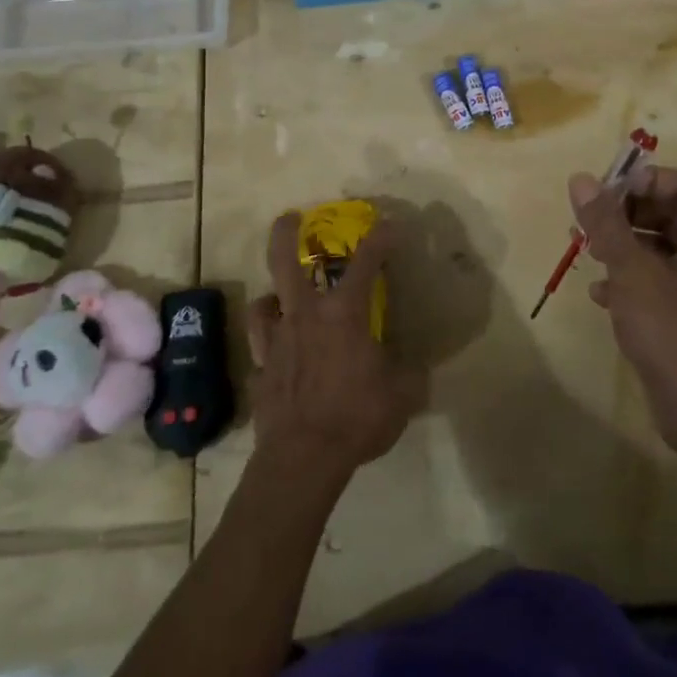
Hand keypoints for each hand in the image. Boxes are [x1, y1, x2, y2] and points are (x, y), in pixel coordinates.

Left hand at [246, 213, 414, 487]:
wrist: (302, 458)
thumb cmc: (356, 417)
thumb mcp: (401, 394)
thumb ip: (409, 373)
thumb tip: (415, 366)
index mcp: (342, 314)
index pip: (365, 263)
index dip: (381, 239)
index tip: (391, 225)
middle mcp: (304, 316)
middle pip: (284, 261)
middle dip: (286, 233)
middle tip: (290, 218)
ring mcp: (276, 342)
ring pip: (263, 302)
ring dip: (272, 295)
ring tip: (279, 297)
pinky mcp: (260, 371)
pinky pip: (260, 346)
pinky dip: (268, 342)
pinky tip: (275, 349)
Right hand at [568, 166, 676, 456]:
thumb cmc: (672, 328)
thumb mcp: (632, 270)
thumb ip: (606, 222)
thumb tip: (580, 179)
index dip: (647, 182)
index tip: (608, 192)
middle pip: (672, 215)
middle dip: (627, 214)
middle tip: (590, 219)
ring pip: (662, 249)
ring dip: (623, 245)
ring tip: (586, 251)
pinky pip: (660, 281)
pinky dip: (631, 279)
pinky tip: (600, 293)